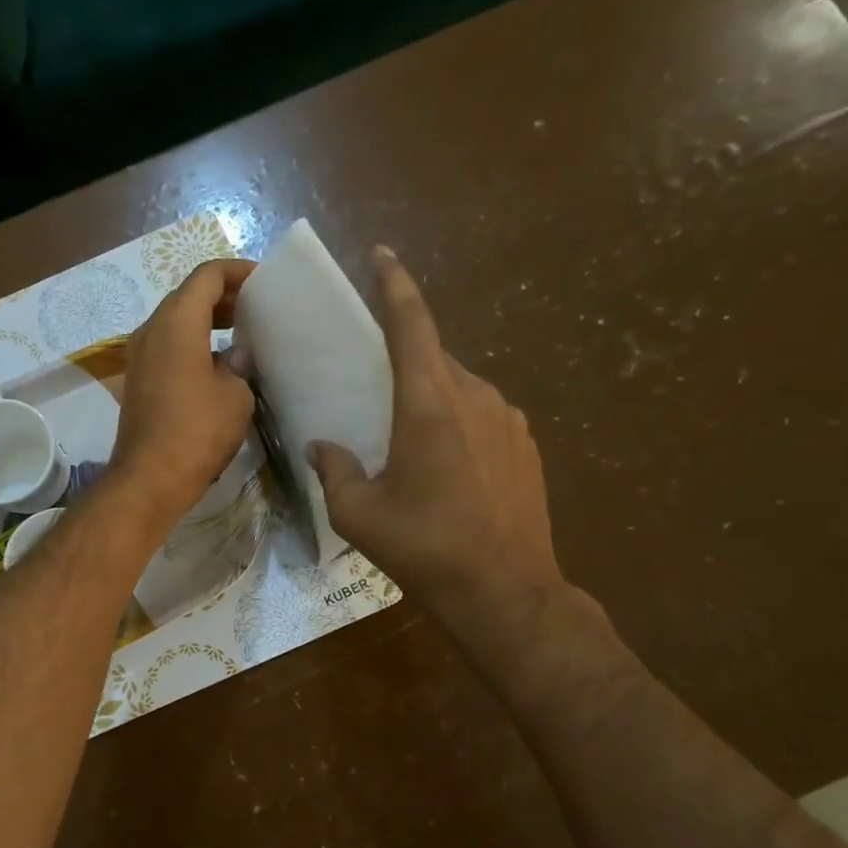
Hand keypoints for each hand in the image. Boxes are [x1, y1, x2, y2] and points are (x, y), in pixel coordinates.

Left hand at [109, 258, 257, 526]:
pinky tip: (219, 363)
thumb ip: (239, 364)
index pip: (206, 276)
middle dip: (223, 296)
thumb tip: (236, 356)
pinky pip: (168, 346)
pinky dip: (194, 342)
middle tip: (257, 309)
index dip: (237, 272)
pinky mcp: (139, 379)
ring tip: (243, 333)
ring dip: (207, 320)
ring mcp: (140, 355)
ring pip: (176, 321)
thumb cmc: (197, 431)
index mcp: (176, 322)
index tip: (264, 283)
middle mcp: (151, 329)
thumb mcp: (235, 395)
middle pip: (188, 295)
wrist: (149, 479)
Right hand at [308, 246, 563, 619]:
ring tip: (408, 447)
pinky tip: (446, 471)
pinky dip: (457, 426)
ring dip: (430, 402)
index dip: (394, 284)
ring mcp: (508, 419)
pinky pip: (482, 417)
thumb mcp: (358, 514)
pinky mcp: (526, 445)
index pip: (411, 324)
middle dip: (403, 366)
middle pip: (433, 359)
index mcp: (429, 403)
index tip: (381, 255)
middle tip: (375, 395)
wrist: (506, 593)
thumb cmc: (425, 548)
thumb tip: (321, 446)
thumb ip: (333, 470)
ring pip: (458, 390)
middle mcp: (474, 396)